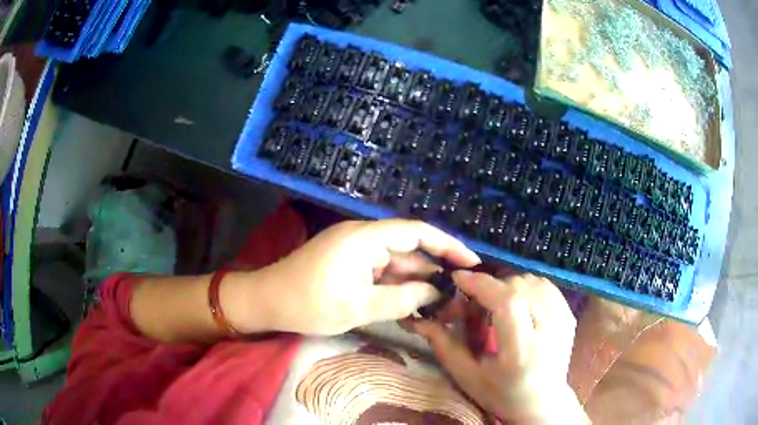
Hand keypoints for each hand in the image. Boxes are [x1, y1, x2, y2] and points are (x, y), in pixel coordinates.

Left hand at [241, 219, 479, 335]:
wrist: (266, 301)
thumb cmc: (309, 303)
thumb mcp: (359, 307)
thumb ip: (402, 299)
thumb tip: (435, 293)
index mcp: (366, 238)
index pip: (418, 232)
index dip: (448, 245)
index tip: (470, 262)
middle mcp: (363, 238)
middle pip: (409, 251)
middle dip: (432, 273)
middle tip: (456, 296)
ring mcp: (355, 251)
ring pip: (395, 265)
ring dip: (414, 284)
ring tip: (438, 306)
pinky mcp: (348, 263)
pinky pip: (379, 272)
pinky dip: (395, 287)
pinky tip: (410, 305)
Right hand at [411, 272, 588, 423]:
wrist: (543, 402)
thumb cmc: (502, 394)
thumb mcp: (468, 377)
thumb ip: (445, 346)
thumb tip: (421, 319)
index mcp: (522, 350)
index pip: (507, 301)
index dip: (481, 284)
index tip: (458, 278)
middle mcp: (549, 330)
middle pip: (518, 286)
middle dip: (491, 288)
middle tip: (475, 304)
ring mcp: (563, 319)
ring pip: (532, 280)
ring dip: (508, 286)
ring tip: (496, 307)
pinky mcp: (569, 314)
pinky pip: (544, 285)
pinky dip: (526, 287)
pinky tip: (517, 305)